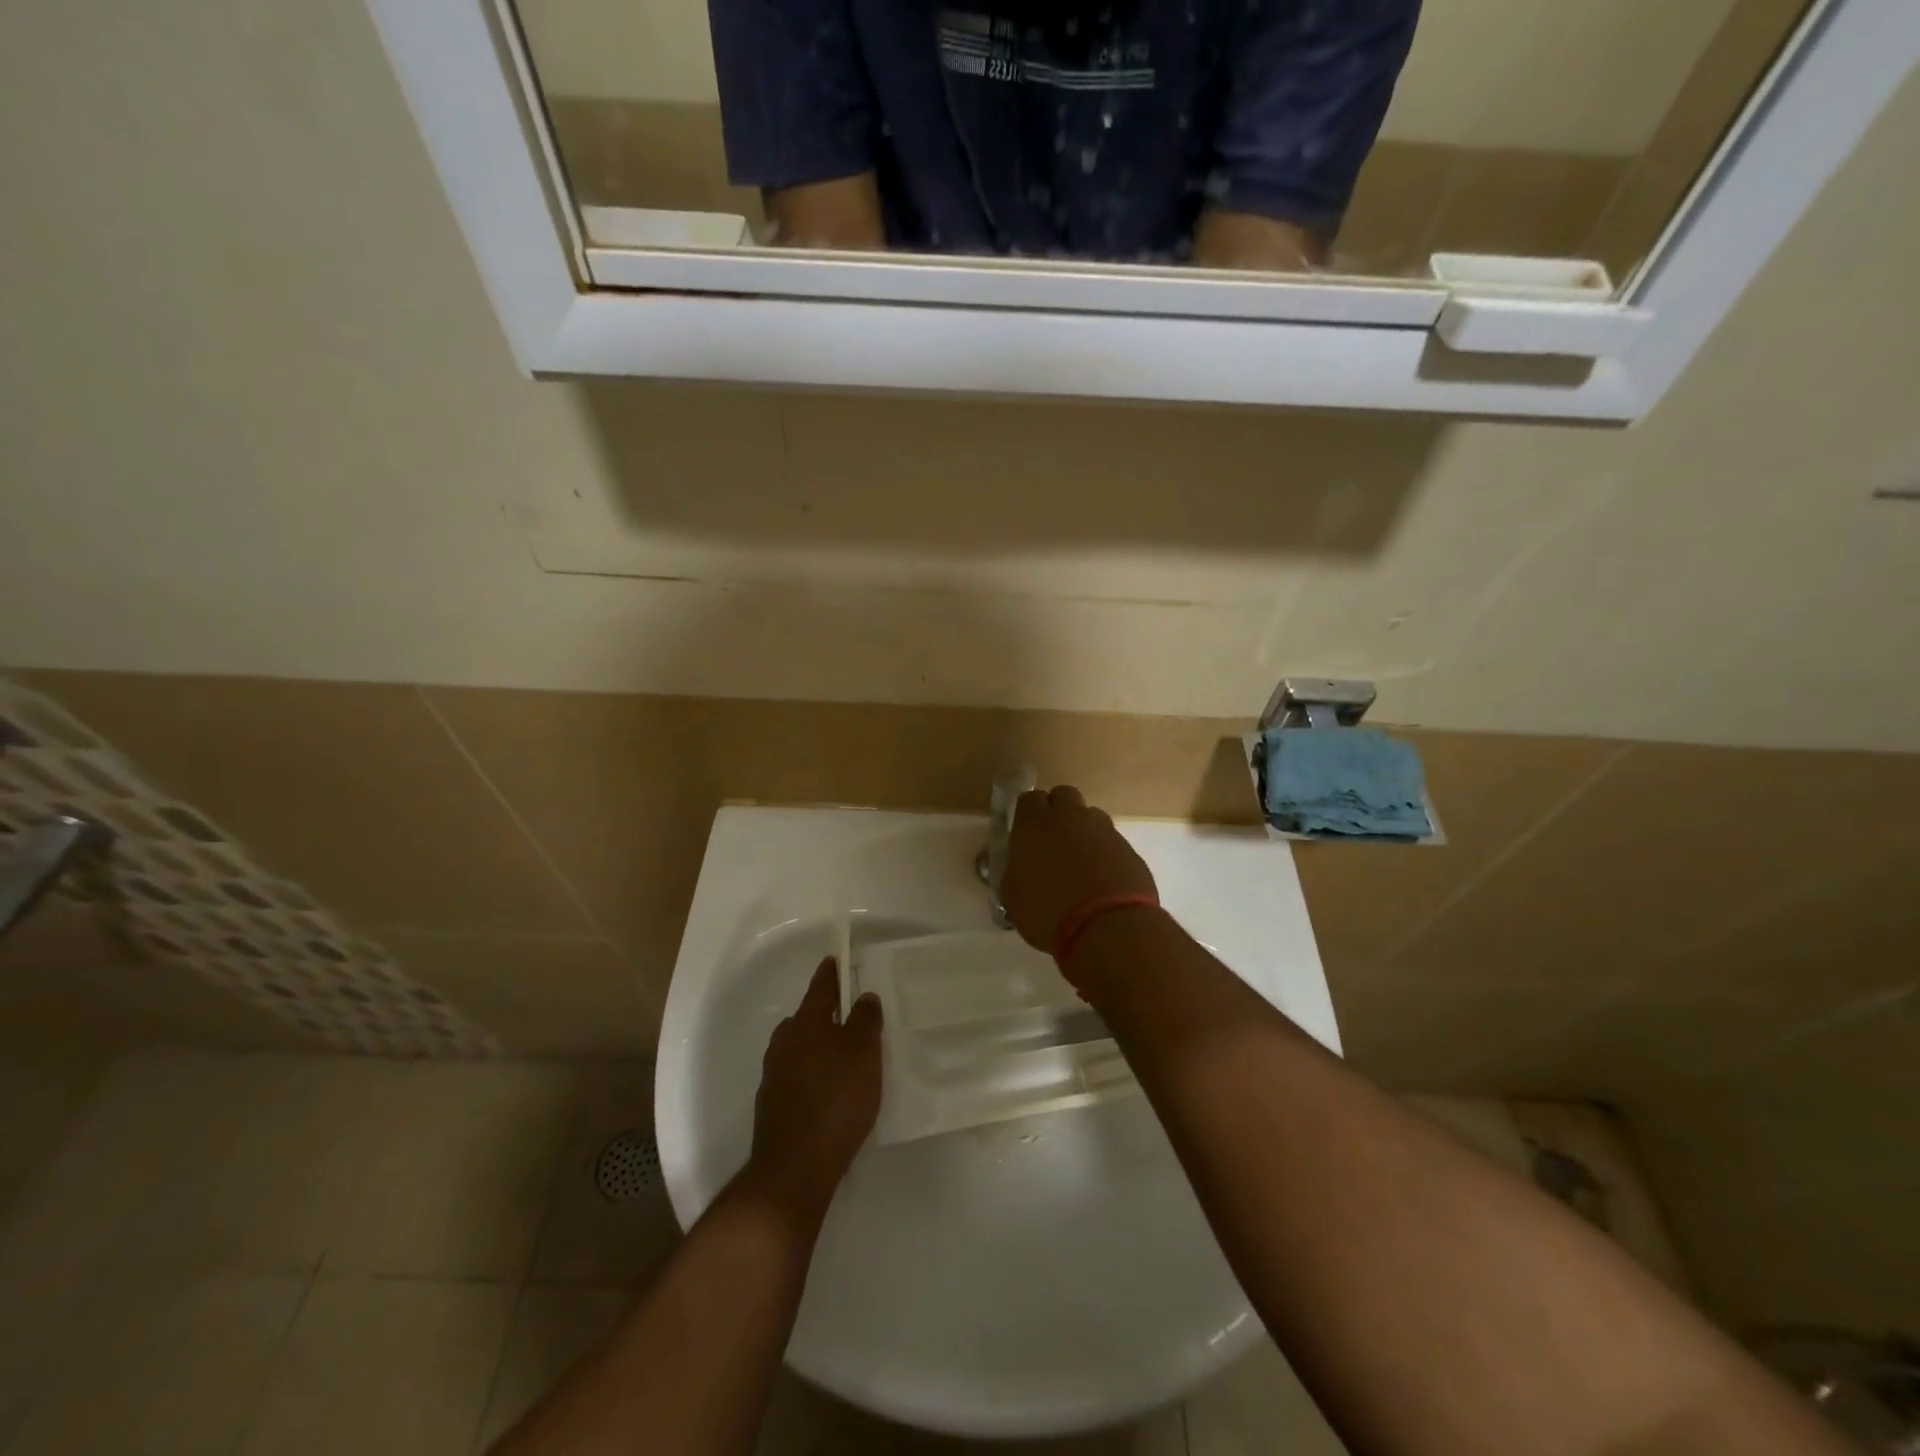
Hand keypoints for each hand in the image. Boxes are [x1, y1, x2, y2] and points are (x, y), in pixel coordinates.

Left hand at [742, 958, 882, 1230]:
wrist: (795, 1167)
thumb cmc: (836, 1099)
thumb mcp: (864, 1053)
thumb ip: (865, 1020)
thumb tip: (863, 996)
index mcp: (806, 1022)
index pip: (820, 987)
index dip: (831, 973)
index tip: (835, 960)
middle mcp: (784, 1042)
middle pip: (806, 1018)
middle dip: (824, 1014)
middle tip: (848, 1015)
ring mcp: (774, 1076)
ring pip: (799, 1049)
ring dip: (818, 1047)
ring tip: (843, 1057)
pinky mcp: (773, 1107)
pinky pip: (796, 1077)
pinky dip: (812, 1076)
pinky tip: (828, 1093)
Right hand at [1002, 784, 1158, 955]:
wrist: (1109, 928)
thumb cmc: (1048, 914)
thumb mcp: (1014, 899)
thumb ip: (1015, 873)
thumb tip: (1020, 868)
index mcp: (1035, 825)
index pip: (1029, 798)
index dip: (1028, 813)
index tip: (1026, 831)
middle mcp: (1070, 818)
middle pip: (1063, 795)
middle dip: (1057, 810)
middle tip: (1052, 840)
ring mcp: (1103, 830)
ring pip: (1091, 815)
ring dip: (1083, 830)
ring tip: (1080, 861)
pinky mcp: (1129, 848)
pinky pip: (1112, 841)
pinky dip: (1105, 853)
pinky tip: (1102, 879)